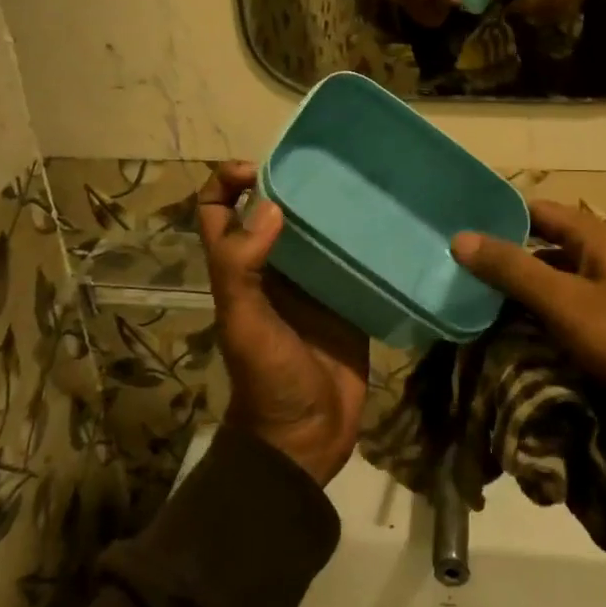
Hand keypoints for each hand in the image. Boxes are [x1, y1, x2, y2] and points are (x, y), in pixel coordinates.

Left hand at [199, 163, 369, 485]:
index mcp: (242, 271)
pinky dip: (363, 240)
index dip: (226, 184)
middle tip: (325, 167)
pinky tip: (387, 222)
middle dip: (290, 186)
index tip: (257, 168)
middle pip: (273, 213)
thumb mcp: (244, 323)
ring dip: (330, 209)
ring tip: (360, 185)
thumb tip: (270, 205)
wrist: (306, 439)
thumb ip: (242, 267)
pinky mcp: (348, 301)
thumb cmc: (268, 380)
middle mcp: (275, 270)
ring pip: (316, 233)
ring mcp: (314, 286)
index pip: (218, 213)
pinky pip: (353, 261)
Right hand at [450, 201, 605, 474]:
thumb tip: (460, 237)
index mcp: (601, 240)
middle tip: (457, 276)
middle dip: (506, 262)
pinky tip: (514, 342)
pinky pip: (573, 320)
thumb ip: (514, 270)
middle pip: (547, 251)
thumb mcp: (567, 302)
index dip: (501, 217)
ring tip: (473, 310)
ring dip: (523, 298)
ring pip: (558, 288)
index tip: (459, 229)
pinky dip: (544, 325)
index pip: (540, 212)